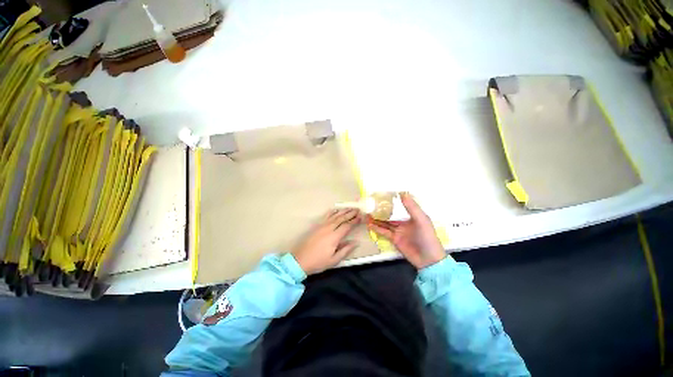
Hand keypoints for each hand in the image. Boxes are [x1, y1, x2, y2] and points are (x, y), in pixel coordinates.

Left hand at [292, 208, 360, 274]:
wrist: (300, 260)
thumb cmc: (318, 262)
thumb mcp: (334, 260)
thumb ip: (345, 250)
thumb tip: (355, 242)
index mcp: (334, 237)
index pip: (347, 226)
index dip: (354, 221)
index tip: (360, 217)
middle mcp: (329, 228)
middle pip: (341, 218)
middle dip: (350, 213)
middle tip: (358, 210)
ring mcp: (322, 226)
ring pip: (334, 216)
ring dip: (343, 211)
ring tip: (350, 208)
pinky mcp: (317, 226)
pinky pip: (326, 216)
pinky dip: (332, 212)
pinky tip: (335, 210)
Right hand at [367, 193, 444, 268]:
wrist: (428, 260)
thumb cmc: (427, 237)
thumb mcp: (421, 220)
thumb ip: (412, 207)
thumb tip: (402, 193)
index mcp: (412, 216)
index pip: (400, 206)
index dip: (392, 201)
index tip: (382, 195)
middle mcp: (404, 222)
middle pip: (390, 215)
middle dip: (381, 210)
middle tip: (370, 205)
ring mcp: (398, 231)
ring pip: (385, 223)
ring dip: (377, 219)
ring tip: (367, 214)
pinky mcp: (394, 239)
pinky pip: (384, 232)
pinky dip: (376, 228)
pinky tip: (369, 224)